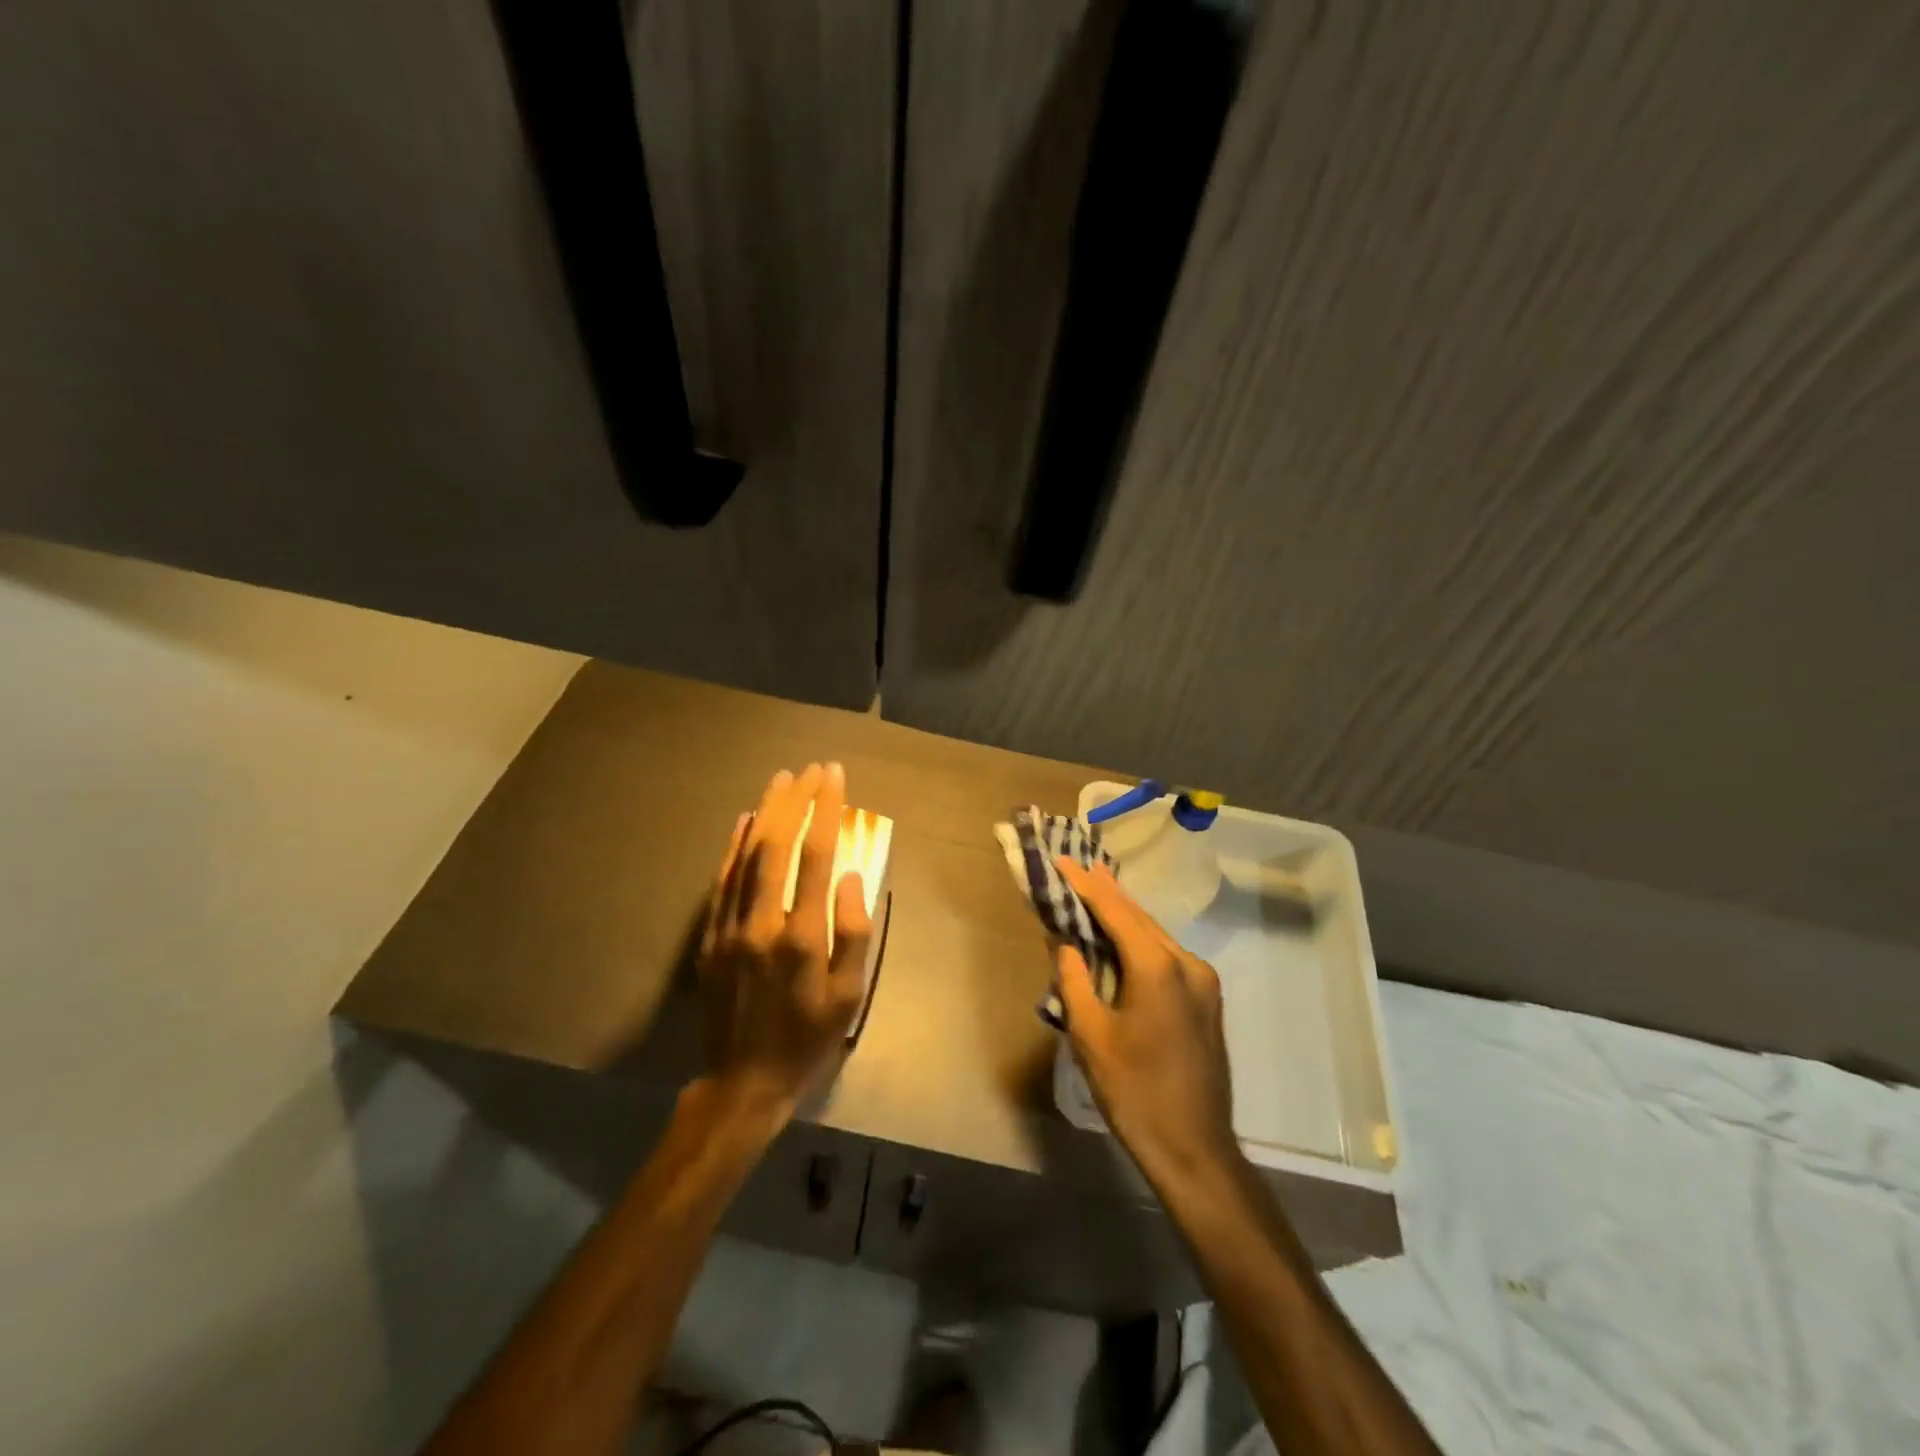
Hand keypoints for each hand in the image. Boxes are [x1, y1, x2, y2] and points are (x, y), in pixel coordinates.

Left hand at [697, 764, 871, 1120]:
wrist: (743, 1082)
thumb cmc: (808, 1038)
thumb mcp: (849, 997)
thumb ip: (854, 934)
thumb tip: (852, 877)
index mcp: (802, 935)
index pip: (816, 855)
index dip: (826, 811)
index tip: (834, 778)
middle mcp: (762, 921)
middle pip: (777, 844)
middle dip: (796, 800)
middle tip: (811, 769)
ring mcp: (730, 927)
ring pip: (747, 855)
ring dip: (766, 813)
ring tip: (781, 780)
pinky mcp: (711, 936)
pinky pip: (723, 879)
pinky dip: (735, 845)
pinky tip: (745, 821)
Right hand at [1053, 857, 1239, 1189]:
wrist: (1194, 1148)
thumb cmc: (1133, 1091)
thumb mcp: (1090, 1035)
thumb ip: (1074, 979)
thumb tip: (1065, 944)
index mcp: (1158, 968)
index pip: (1116, 911)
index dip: (1087, 885)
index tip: (1063, 860)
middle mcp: (1188, 964)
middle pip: (1140, 918)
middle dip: (1107, 893)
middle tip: (1077, 867)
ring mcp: (1204, 981)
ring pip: (1156, 936)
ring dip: (1125, 917)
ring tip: (1095, 893)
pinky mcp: (1207, 999)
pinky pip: (1168, 956)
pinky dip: (1141, 942)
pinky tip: (1123, 938)